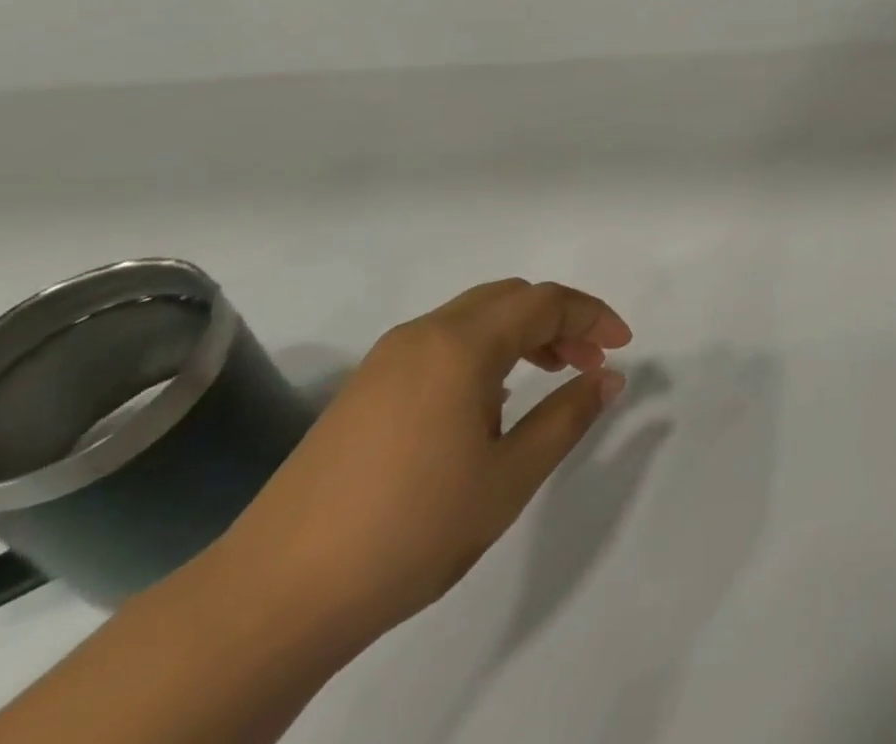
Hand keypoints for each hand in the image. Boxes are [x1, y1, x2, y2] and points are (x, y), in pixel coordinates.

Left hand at [216, 280, 632, 648]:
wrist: (272, 597)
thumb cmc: (410, 529)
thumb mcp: (509, 477)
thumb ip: (567, 417)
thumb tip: (608, 378)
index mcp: (461, 344)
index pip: (545, 301)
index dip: (592, 315)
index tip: (623, 345)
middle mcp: (424, 333)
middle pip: (509, 298)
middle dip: (559, 320)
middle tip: (589, 361)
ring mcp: (386, 359)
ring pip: (474, 317)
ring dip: (521, 333)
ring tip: (549, 376)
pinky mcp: (363, 389)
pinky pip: (442, 343)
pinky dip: (484, 351)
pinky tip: (490, 401)